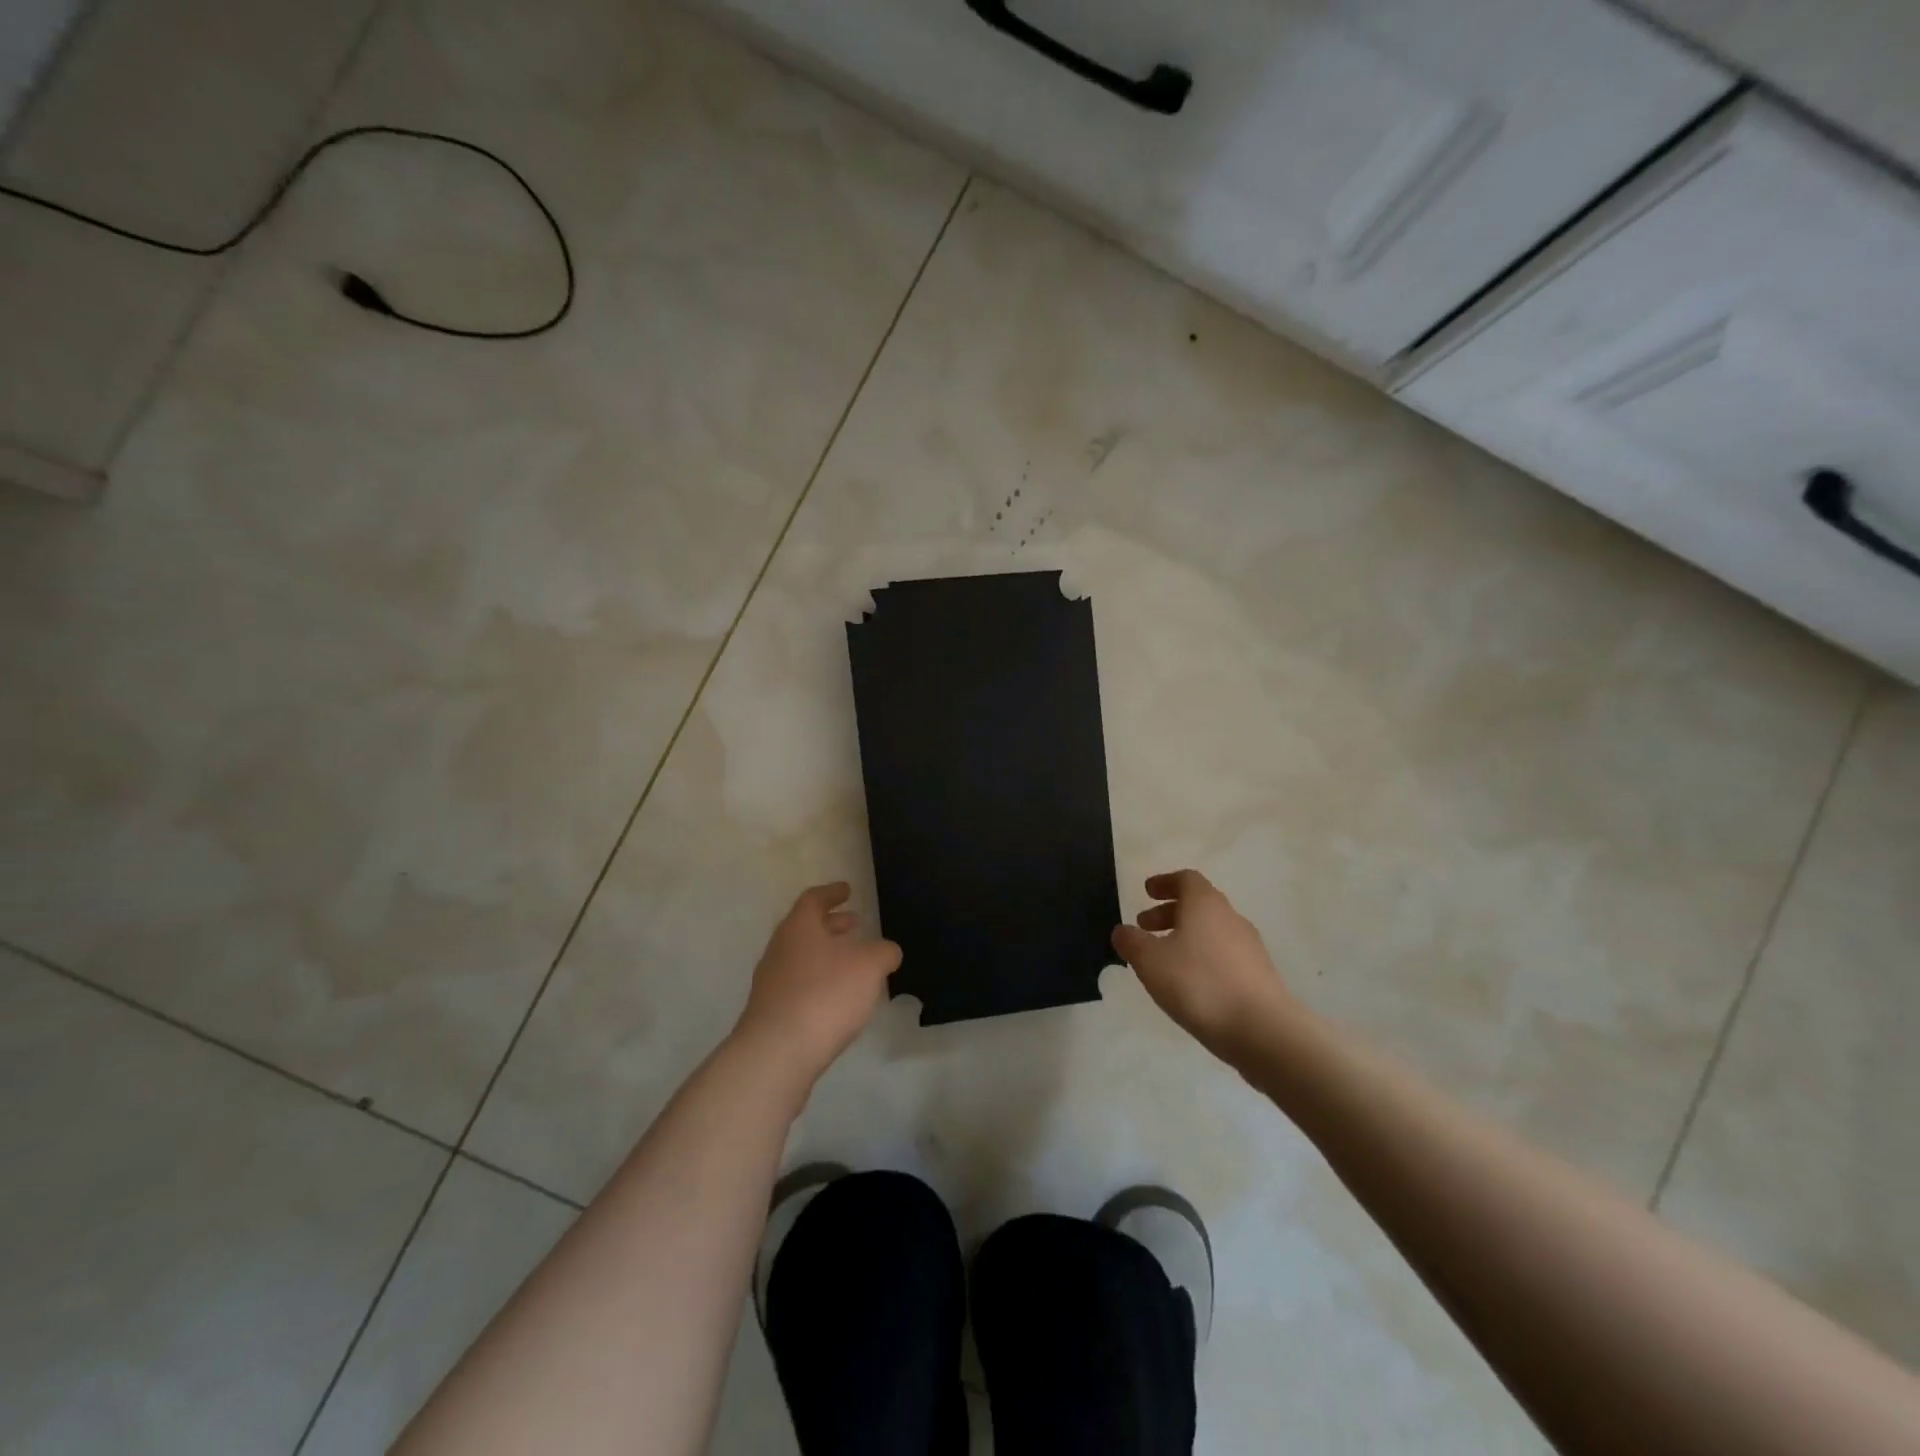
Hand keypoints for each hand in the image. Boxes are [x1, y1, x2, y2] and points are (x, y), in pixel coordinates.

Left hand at [732, 883, 901, 1085]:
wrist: (777, 1053)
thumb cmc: (825, 995)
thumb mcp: (869, 967)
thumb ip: (883, 953)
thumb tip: (887, 951)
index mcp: (799, 927)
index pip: (813, 899)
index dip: (832, 893)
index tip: (846, 890)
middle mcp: (780, 949)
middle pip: (805, 928)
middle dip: (831, 924)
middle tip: (854, 922)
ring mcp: (771, 982)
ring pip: (801, 957)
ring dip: (825, 954)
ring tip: (850, 962)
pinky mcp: (771, 1013)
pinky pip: (798, 985)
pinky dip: (818, 981)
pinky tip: (836, 998)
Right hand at [1112, 869, 1303, 1063]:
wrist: (1262, 1029)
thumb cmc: (1199, 984)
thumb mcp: (1150, 961)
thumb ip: (1132, 942)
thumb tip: (1123, 931)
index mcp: (1205, 904)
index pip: (1186, 879)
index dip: (1164, 882)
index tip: (1147, 891)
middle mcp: (1230, 917)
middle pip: (1199, 904)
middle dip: (1169, 912)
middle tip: (1145, 926)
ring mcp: (1249, 947)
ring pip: (1212, 931)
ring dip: (1186, 936)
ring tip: (1164, 959)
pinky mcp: (1259, 975)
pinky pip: (1224, 955)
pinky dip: (1203, 958)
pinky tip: (1190, 983)